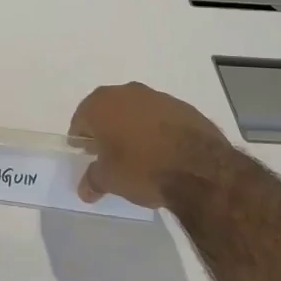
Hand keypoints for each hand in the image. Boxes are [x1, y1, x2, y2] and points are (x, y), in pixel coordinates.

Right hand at [70, 82, 234, 207]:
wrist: (199, 167)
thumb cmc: (142, 168)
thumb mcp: (109, 180)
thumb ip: (93, 180)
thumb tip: (85, 189)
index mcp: (101, 104)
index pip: (81, 120)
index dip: (82, 140)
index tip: (88, 157)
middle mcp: (126, 92)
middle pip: (108, 111)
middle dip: (107, 130)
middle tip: (111, 156)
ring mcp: (157, 96)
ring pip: (136, 111)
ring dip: (133, 128)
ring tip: (140, 156)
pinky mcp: (183, 106)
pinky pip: (160, 117)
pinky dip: (157, 130)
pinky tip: (164, 152)